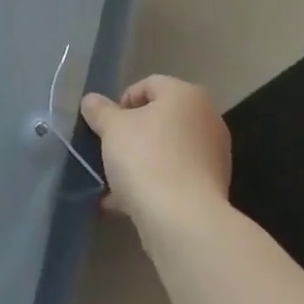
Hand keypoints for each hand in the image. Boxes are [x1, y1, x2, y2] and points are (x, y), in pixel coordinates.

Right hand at [80, 76, 231, 224]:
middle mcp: (206, 119)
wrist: (183, 220)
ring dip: (140, 163)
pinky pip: (175, 177)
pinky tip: (127, 205)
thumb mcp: (112, 129)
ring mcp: (213, 155)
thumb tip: (90, 100)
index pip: (149, 84)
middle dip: (131, 135)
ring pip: (167, 151)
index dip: (122, 101)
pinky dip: (154, 184)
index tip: (106, 125)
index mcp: (186, 95)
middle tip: (110, 152)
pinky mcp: (212, 187)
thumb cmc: (146, 159)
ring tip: (113, 185)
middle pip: (160, 119)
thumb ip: (100, 111)